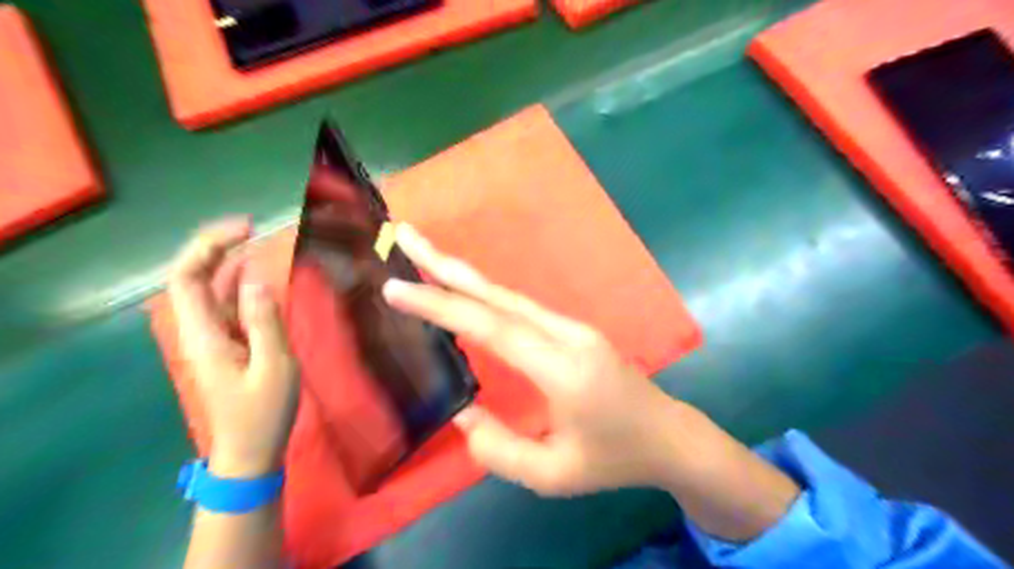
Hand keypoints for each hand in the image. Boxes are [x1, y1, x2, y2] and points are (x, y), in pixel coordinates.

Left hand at [166, 221, 297, 478]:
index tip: (245, 230)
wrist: (250, 451)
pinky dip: (241, 283)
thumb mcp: (274, 366)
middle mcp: (201, 331)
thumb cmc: (263, 412)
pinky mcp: (228, 344)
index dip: (208, 247)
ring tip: (259, 243)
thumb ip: (264, 322)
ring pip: (209, 289)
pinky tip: (261, 275)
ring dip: (228, 262)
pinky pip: (227, 304)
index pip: (187, 279)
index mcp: (205, 335)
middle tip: (252, 229)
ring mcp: (213, 337)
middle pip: (192, 278)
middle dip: (216, 247)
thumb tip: (256, 280)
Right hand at [377, 225, 697, 495]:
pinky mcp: (574, 329)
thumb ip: (500, 450)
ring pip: (510, 296)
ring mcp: (573, 327)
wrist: (668, 436)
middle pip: (499, 295)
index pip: (493, 329)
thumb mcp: (554, 475)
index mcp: (563, 370)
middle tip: (405, 235)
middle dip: (447, 266)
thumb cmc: (613, 459)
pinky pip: (522, 307)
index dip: (443, 306)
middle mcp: (567, 336)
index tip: (397, 288)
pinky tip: (467, 291)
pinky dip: (487, 294)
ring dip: (465, 275)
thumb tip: (462, 414)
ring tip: (426, 255)